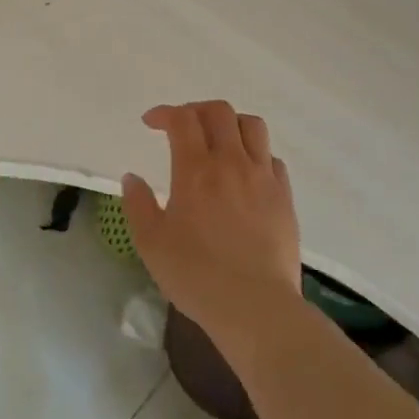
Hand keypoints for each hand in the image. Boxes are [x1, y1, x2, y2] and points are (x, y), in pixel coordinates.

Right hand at [121, 101, 301, 346]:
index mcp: (196, 170)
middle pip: (220, 111)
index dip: (164, 113)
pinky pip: (272, 159)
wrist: (256, 308)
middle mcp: (232, 163)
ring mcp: (263, 178)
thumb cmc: (196, 275)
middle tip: (182, 127)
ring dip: (230, 124)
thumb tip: (132, 178)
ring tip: (218, 141)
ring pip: (252, 126)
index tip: (151, 123)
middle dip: (196, 110)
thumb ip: (138, 204)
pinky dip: (256, 154)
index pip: (182, 119)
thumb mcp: (151, 243)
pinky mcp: (285, 198)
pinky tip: (246, 174)